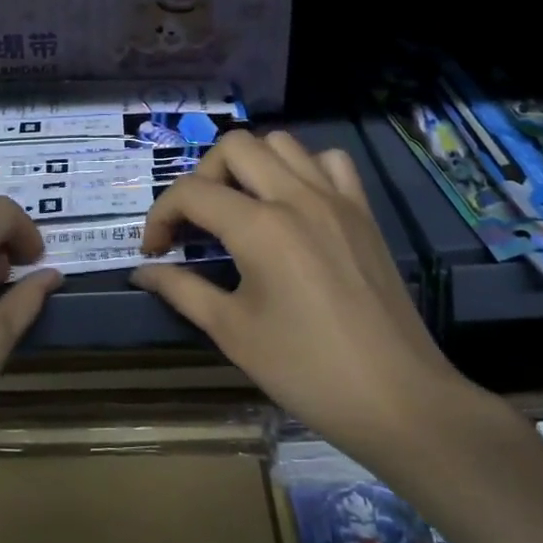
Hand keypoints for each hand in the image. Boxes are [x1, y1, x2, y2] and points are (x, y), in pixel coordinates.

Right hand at [133, 130, 480, 473]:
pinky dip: (303, 168)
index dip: (160, 215)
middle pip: (234, 146)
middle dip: (202, 176)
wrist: (399, 399)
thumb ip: (181, 290)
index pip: (191, 192)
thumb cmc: (307, 371)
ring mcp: (335, 199)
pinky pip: (330, 161)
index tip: (154, 250)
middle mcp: (296, 196)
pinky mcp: (363, 211)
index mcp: (259, 227)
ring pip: (281, 142)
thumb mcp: (233, 332)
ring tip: (241, 206)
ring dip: (250, 164)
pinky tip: (295, 202)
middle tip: (198, 221)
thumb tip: (142, 272)